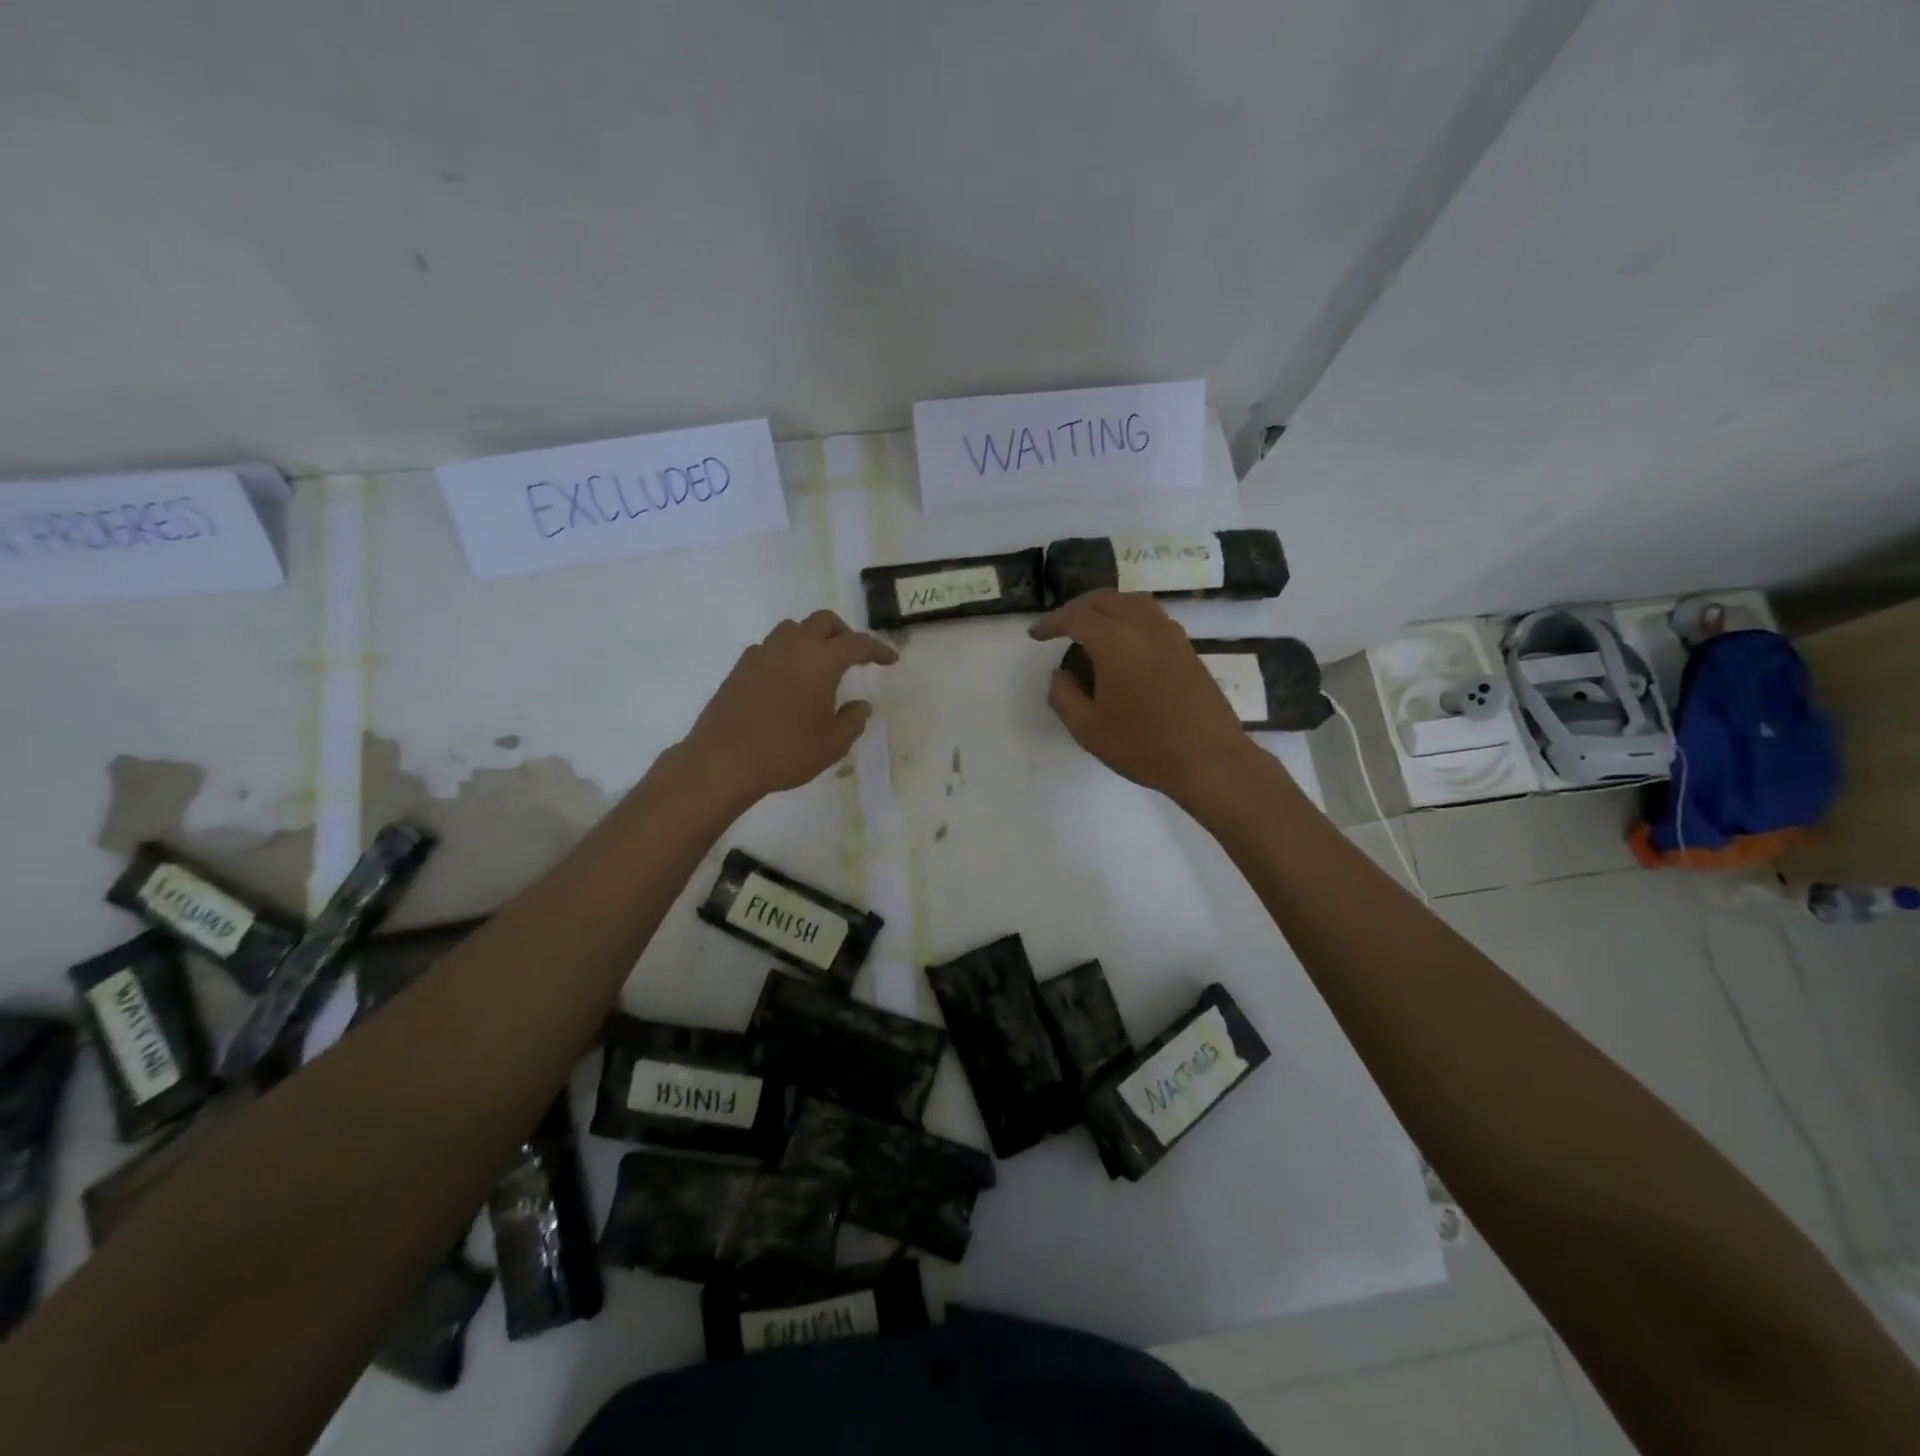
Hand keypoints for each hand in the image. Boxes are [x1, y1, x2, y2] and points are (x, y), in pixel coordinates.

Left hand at [684, 610, 897, 801]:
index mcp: (821, 660)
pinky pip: (771, 647)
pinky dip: (787, 654)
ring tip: (820, 664)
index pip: (857, 643)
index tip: (891, 660)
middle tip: (856, 656)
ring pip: (793, 629)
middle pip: (824, 621)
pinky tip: (788, 679)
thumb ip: (853, 720)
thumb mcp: (832, 744)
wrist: (724, 760)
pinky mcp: (740, 667)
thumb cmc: (786, 751)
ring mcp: (762, 653)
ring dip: (812, 638)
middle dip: (844, 633)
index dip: (878, 650)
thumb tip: (861, 705)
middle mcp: (792, 646)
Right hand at [1030, 591, 1255, 804]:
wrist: (1208, 759)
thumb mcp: (1088, 729)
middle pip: (1105, 599)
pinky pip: (1152, 616)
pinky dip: (1129, 616)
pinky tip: (1124, 641)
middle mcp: (1144, 627)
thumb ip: (1064, 696)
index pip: (1076, 617)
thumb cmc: (1143, 746)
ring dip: (1106, 607)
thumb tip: (1061, 675)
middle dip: (1078, 607)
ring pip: (1133, 601)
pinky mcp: (1186, 648)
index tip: (1036, 634)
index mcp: (1115, 642)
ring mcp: (1170, 635)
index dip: (1052, 622)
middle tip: (1060, 625)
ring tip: (1091, 626)